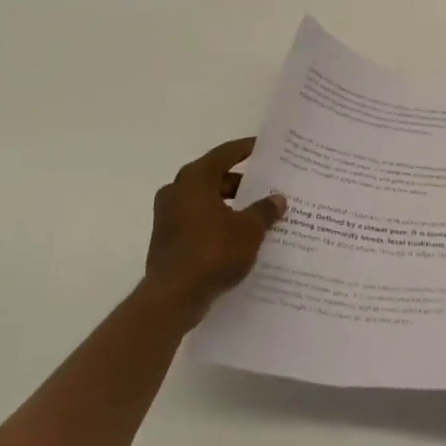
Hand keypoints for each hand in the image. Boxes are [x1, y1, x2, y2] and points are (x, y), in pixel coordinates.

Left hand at [141, 137, 285, 325]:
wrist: (172, 298)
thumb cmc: (213, 252)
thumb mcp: (249, 230)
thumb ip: (264, 210)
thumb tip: (277, 199)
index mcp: (195, 179)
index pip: (225, 154)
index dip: (247, 149)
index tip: (266, 148)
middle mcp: (177, 191)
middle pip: (215, 177)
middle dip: (242, 182)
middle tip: (268, 185)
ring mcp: (168, 216)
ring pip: (206, 201)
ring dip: (230, 205)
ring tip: (258, 213)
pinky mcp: (168, 239)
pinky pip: (198, 221)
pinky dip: (218, 222)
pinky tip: (240, 237)